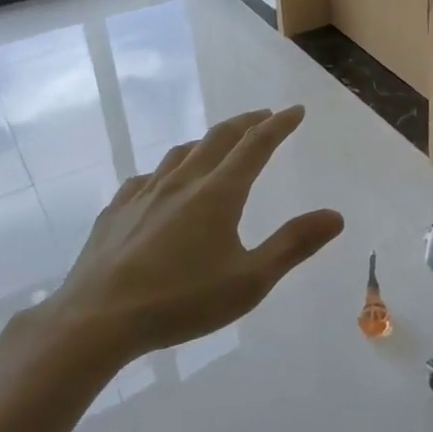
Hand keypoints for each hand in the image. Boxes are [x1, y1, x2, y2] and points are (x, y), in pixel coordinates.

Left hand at [46, 107, 343, 361]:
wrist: (96, 320)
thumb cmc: (181, 301)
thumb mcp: (250, 281)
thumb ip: (294, 245)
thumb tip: (336, 215)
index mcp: (219, 193)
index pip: (256, 145)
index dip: (279, 125)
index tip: (296, 111)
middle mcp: (183, 182)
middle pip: (219, 138)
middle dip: (246, 123)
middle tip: (264, 116)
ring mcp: (144, 193)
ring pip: (181, 152)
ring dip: (207, 141)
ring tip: (218, 145)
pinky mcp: (116, 211)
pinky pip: (147, 177)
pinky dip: (167, 170)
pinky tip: (162, 184)